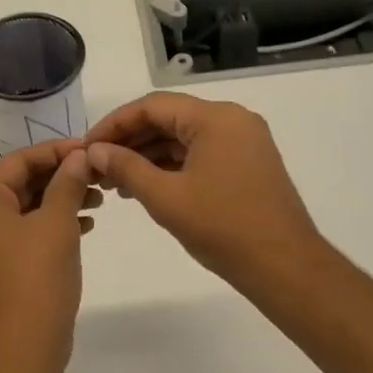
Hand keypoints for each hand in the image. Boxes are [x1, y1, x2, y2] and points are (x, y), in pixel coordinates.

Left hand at [0, 140, 100, 363]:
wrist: (24, 343)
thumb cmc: (37, 275)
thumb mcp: (56, 222)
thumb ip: (67, 183)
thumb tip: (78, 157)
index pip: (17, 161)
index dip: (54, 151)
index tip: (87, 150)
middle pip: (21, 182)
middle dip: (60, 175)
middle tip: (96, 173)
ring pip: (28, 207)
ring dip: (62, 198)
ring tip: (98, 198)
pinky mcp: (5, 264)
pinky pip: (29, 230)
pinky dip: (55, 222)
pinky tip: (87, 223)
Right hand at [84, 93, 327, 297]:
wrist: (285, 266)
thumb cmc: (223, 228)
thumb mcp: (165, 197)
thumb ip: (126, 167)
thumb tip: (94, 151)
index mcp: (215, 118)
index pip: (152, 106)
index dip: (114, 124)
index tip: (87, 147)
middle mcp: (232, 120)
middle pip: (168, 118)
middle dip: (130, 141)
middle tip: (96, 167)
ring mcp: (243, 142)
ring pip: (183, 138)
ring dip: (148, 156)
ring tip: (114, 183)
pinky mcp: (247, 163)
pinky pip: (200, 153)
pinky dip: (171, 166)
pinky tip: (145, 187)